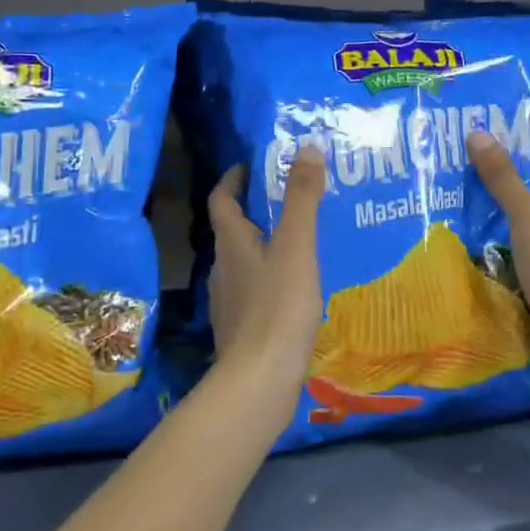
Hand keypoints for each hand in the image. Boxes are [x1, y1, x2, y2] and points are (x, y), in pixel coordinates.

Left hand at [206, 146, 325, 411]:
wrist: (259, 382)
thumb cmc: (277, 308)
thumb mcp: (296, 247)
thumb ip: (302, 199)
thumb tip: (307, 148)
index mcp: (232, 243)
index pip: (222, 200)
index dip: (233, 179)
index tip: (251, 165)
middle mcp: (223, 268)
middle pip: (232, 230)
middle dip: (255, 211)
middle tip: (289, 200)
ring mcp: (229, 302)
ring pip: (243, 262)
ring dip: (264, 246)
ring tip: (299, 242)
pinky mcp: (241, 329)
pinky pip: (254, 291)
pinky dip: (270, 279)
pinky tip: (296, 289)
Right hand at [468, 132, 529, 385]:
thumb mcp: (528, 221)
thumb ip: (504, 180)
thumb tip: (479, 132)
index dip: (525, 159)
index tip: (489, 156)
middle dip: (517, 193)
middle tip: (475, 185)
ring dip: (520, 226)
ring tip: (480, 218)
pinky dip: (526, 254)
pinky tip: (499, 257)